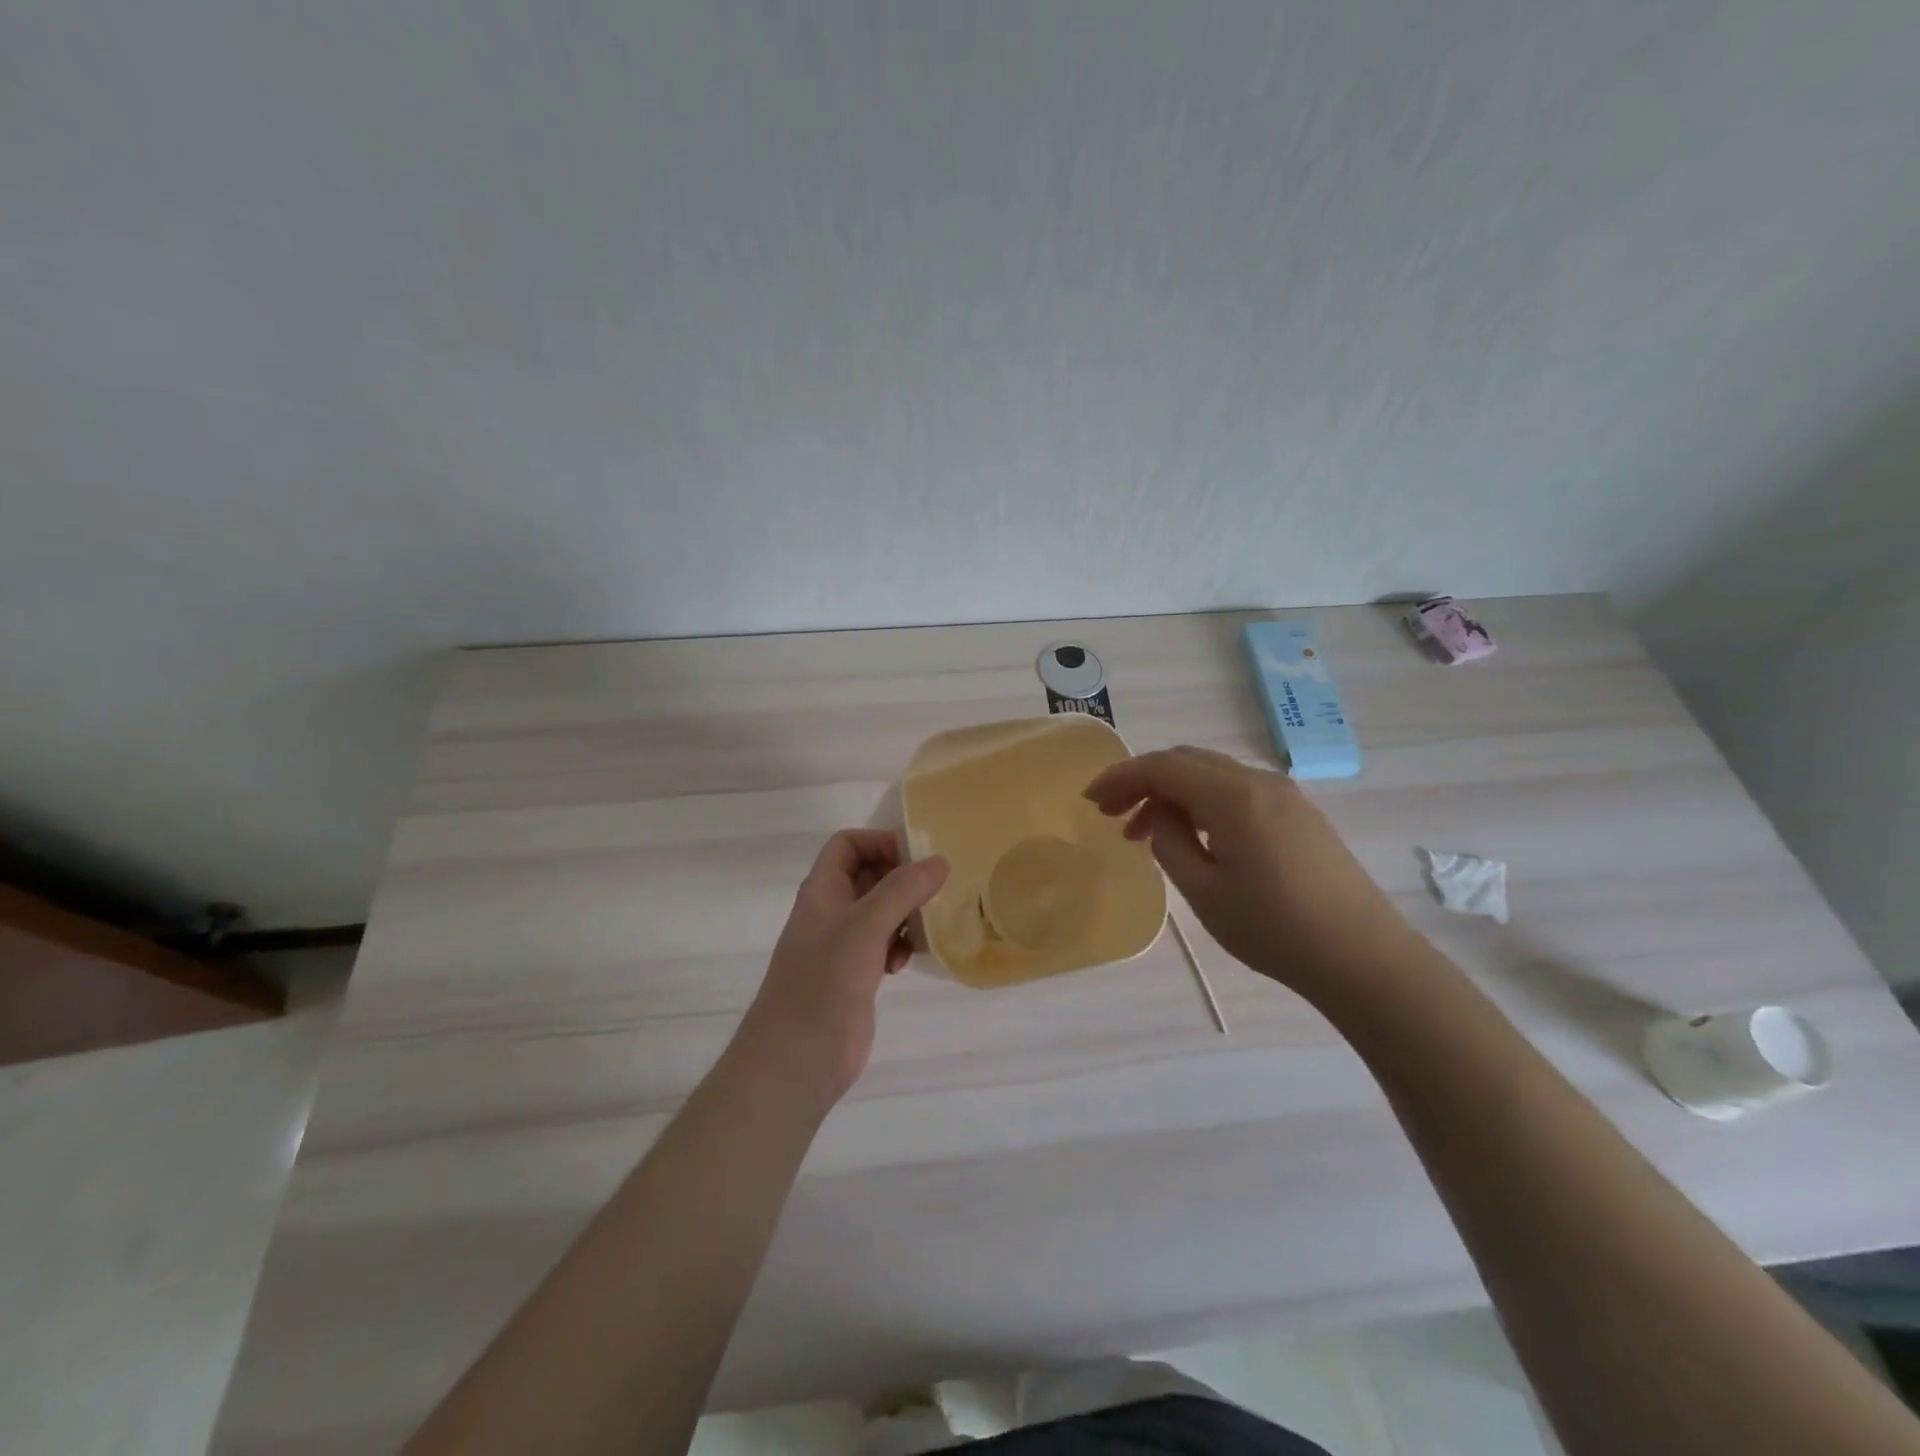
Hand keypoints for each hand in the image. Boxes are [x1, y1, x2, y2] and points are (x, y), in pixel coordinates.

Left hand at [733, 830, 948, 1107]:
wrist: (796, 1060)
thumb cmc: (825, 982)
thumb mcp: (865, 926)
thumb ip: (902, 890)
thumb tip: (939, 861)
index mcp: (822, 890)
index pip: (848, 844)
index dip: (879, 842)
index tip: (917, 859)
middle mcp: (830, 912)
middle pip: (868, 876)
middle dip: (901, 880)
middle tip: (933, 891)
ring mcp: (841, 946)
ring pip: (880, 912)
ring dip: (904, 915)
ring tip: (922, 930)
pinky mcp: (854, 976)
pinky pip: (883, 945)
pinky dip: (899, 946)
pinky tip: (905, 963)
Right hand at [1084, 746, 1411, 999]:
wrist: (1364, 959)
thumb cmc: (1275, 928)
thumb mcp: (1205, 891)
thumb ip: (1170, 842)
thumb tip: (1161, 816)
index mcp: (1232, 795)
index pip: (1162, 766)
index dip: (1120, 778)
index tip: (1090, 801)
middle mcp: (1259, 781)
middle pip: (1187, 762)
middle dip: (1144, 782)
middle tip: (1114, 816)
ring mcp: (1285, 796)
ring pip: (1212, 775)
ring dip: (1174, 794)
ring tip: (1148, 833)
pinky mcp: (1300, 815)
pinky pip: (1237, 791)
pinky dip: (1203, 803)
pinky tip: (1195, 837)